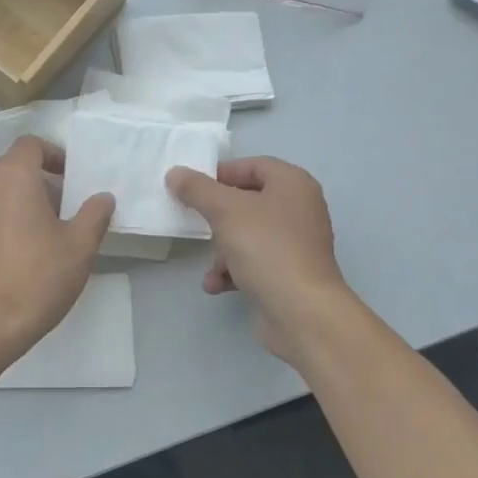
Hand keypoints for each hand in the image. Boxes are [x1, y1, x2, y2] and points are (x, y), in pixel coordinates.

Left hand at [0, 137, 114, 365]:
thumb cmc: (37, 279)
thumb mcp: (80, 247)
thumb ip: (95, 215)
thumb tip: (103, 197)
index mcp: (11, 178)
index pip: (29, 145)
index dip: (52, 155)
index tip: (69, 178)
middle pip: (8, 171)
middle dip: (34, 183)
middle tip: (58, 211)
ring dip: (11, 208)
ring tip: (33, 239)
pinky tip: (6, 262)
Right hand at [166, 157, 349, 362]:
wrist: (301, 312)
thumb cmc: (266, 248)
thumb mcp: (225, 210)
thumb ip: (197, 189)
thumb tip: (175, 173)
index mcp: (293, 184)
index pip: (253, 165)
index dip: (222, 173)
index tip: (193, 187)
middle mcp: (299, 209)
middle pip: (249, 202)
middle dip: (218, 216)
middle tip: (195, 222)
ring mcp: (296, 244)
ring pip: (248, 235)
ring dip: (222, 250)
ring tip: (211, 265)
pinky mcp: (289, 274)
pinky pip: (255, 263)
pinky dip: (234, 271)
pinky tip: (216, 285)